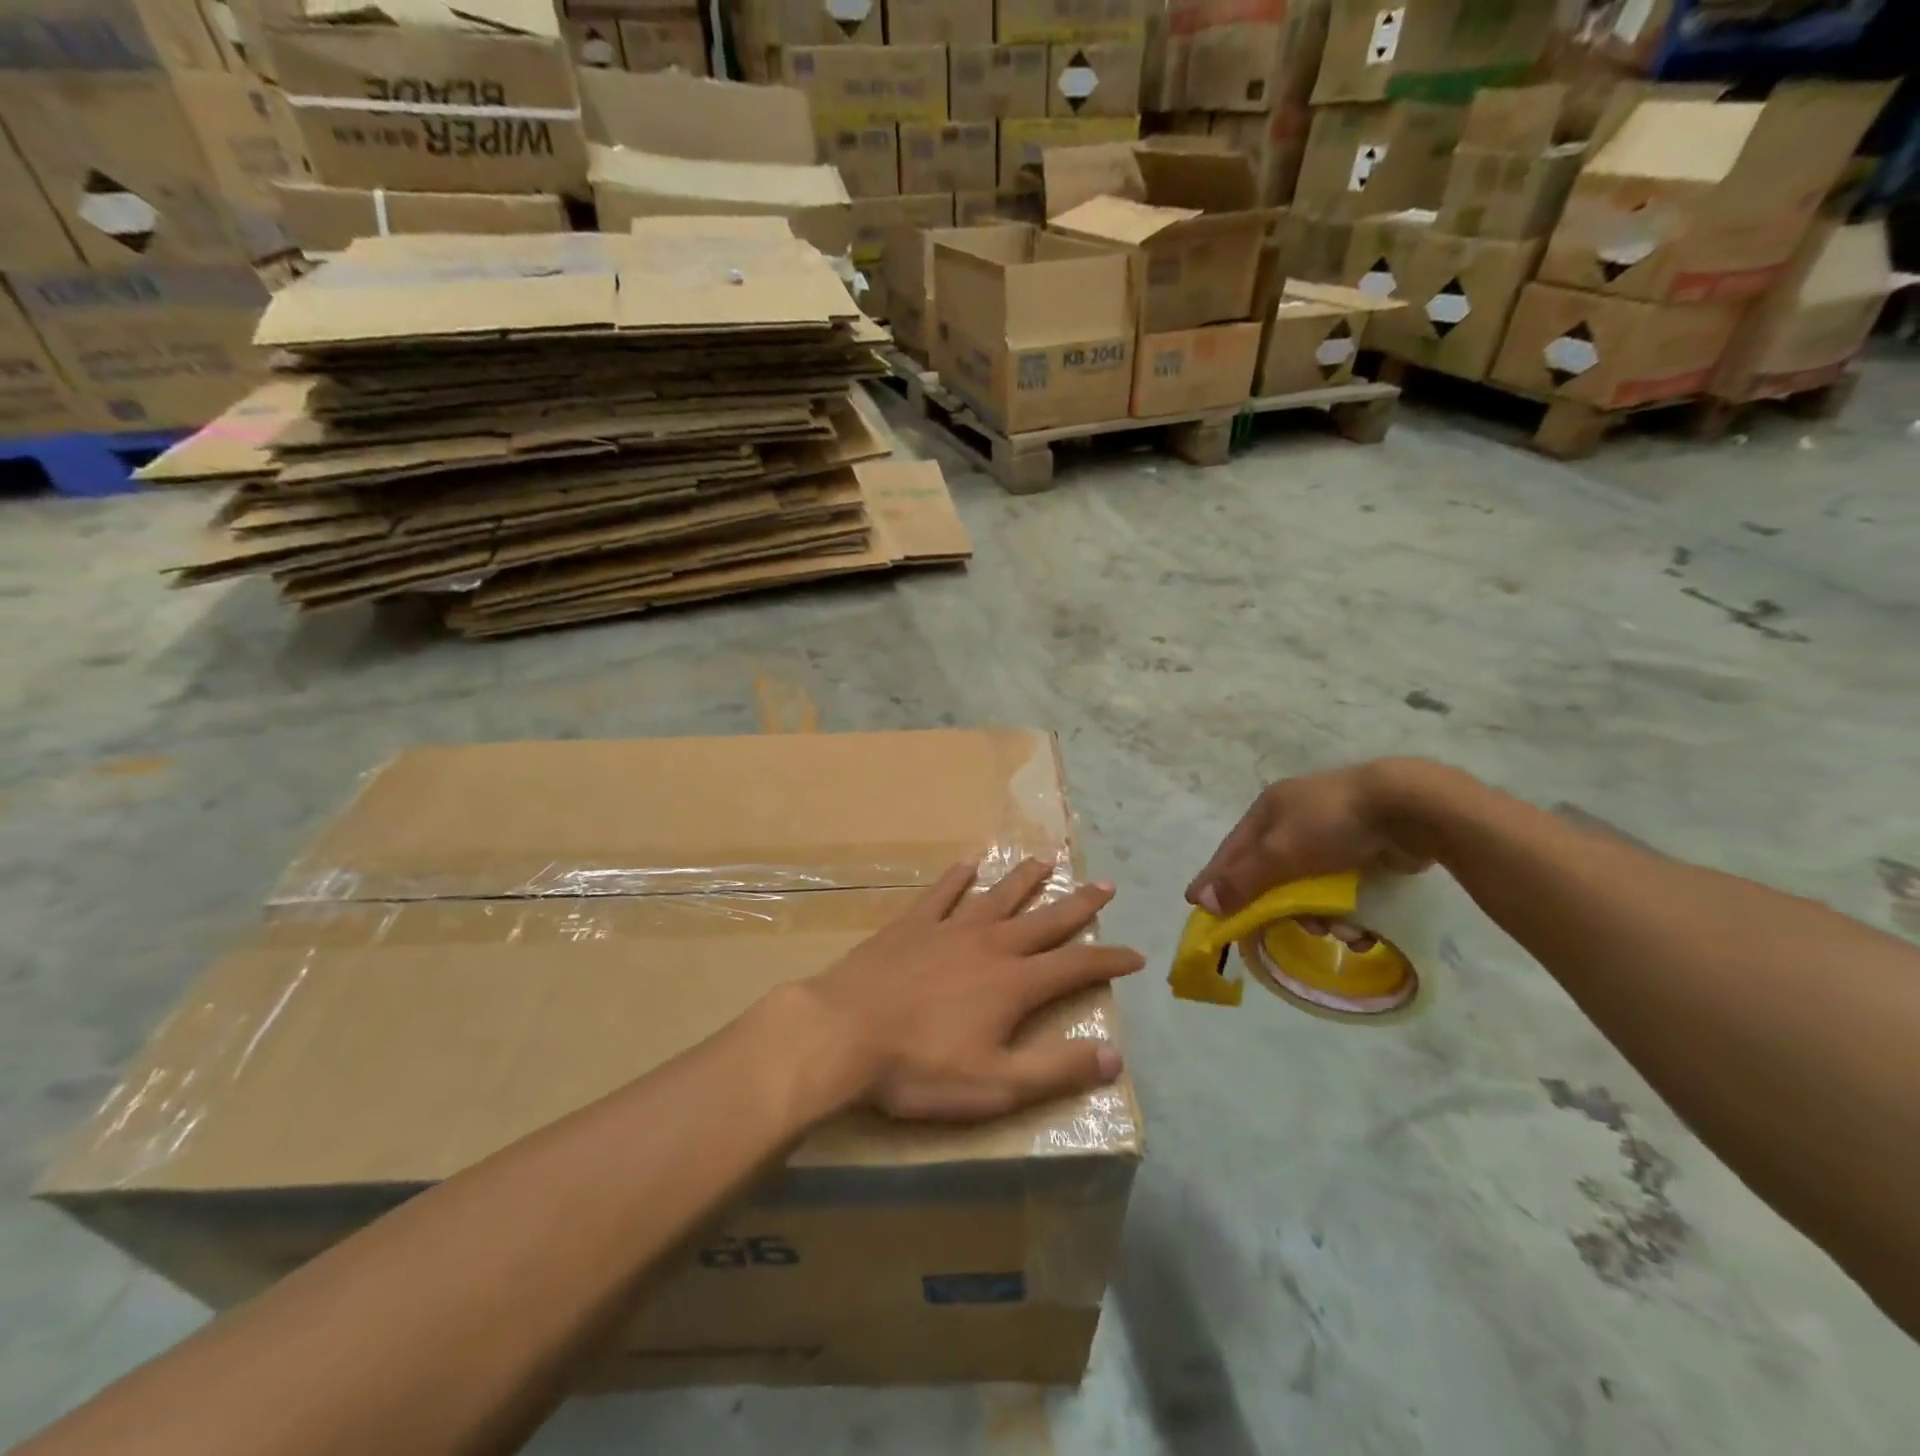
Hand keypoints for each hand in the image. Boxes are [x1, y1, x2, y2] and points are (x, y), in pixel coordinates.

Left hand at [803, 859, 1143, 1121]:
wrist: (843, 1032)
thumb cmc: (920, 1067)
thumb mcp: (996, 1085)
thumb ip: (1056, 1070)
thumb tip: (1115, 1056)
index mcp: (1014, 983)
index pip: (1075, 967)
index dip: (1108, 960)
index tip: (1135, 954)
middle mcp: (989, 945)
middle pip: (1044, 920)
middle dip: (1079, 905)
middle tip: (1105, 885)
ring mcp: (948, 929)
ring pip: (997, 897)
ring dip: (1025, 880)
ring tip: (1047, 861)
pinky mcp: (911, 925)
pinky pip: (941, 894)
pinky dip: (956, 878)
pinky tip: (967, 864)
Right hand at [1186, 759, 1442, 916]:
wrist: (1411, 807)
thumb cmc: (1333, 824)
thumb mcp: (1279, 854)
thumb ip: (1241, 880)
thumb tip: (1200, 902)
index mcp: (1268, 810)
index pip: (1231, 851)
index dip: (1214, 878)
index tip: (1196, 905)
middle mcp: (1294, 819)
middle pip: (1270, 872)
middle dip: (1278, 906)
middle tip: (1278, 932)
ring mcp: (1332, 834)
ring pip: (1308, 885)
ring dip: (1319, 915)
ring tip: (1338, 932)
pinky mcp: (1364, 850)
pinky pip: (1341, 888)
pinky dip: (1346, 910)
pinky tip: (1360, 929)